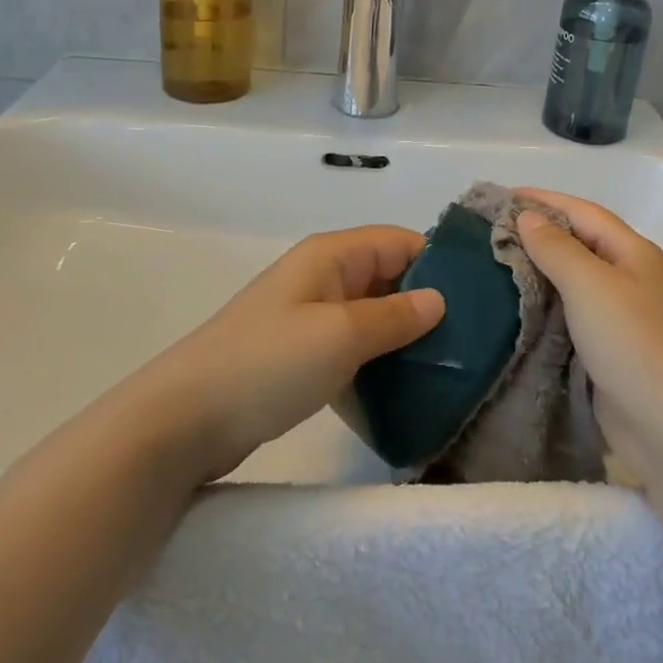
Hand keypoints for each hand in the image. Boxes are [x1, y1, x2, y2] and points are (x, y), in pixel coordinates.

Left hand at [128, 227, 444, 484]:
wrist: (183, 420)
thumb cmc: (267, 363)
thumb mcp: (341, 335)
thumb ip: (396, 316)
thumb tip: (440, 300)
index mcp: (332, 255)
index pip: (400, 241)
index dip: (439, 264)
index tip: (479, 299)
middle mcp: (323, 276)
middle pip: (389, 275)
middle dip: (427, 302)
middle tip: (472, 340)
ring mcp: (309, 316)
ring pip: (373, 313)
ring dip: (404, 335)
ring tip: (448, 366)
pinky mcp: (300, 354)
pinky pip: (352, 344)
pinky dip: (377, 359)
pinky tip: (404, 387)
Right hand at [515, 190, 662, 480]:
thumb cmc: (633, 343)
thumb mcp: (591, 285)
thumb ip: (557, 248)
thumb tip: (528, 216)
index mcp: (633, 252)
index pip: (582, 211)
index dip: (543, 199)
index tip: (500, 197)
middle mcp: (631, 278)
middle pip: (579, 244)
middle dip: (537, 234)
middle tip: (489, 233)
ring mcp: (623, 317)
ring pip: (574, 282)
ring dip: (539, 272)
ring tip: (494, 267)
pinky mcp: (611, 352)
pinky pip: (572, 318)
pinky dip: (545, 308)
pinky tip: (516, 311)